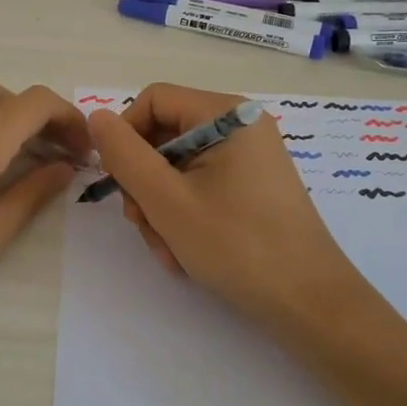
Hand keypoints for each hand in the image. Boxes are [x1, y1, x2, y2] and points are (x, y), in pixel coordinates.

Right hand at [86, 83, 365, 337]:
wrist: (311, 304)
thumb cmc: (238, 246)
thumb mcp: (167, 200)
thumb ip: (125, 155)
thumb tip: (96, 117)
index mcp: (226, 114)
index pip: (152, 101)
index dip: (126, 137)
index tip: (121, 183)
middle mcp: (240, 126)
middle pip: (163, 136)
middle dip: (145, 184)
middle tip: (144, 225)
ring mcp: (248, 157)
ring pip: (176, 167)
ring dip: (160, 208)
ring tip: (169, 249)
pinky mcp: (252, 185)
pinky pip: (200, 186)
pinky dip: (184, 215)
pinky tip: (186, 251)